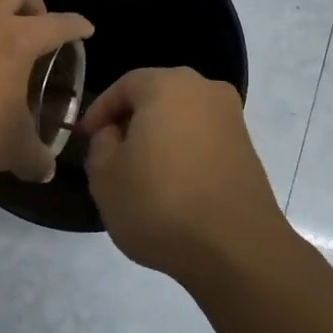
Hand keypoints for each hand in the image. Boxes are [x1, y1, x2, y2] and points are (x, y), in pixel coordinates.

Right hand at [80, 68, 284, 281]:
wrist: (236, 248)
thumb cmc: (160, 202)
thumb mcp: (105, 176)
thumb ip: (101, 143)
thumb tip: (116, 134)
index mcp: (168, 85)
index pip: (124, 85)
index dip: (100, 111)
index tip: (85, 138)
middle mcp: (205, 90)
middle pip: (157, 97)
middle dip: (131, 122)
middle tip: (111, 153)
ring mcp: (232, 119)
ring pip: (182, 118)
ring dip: (160, 138)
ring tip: (141, 174)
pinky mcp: (247, 149)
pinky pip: (203, 139)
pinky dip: (184, 154)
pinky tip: (173, 187)